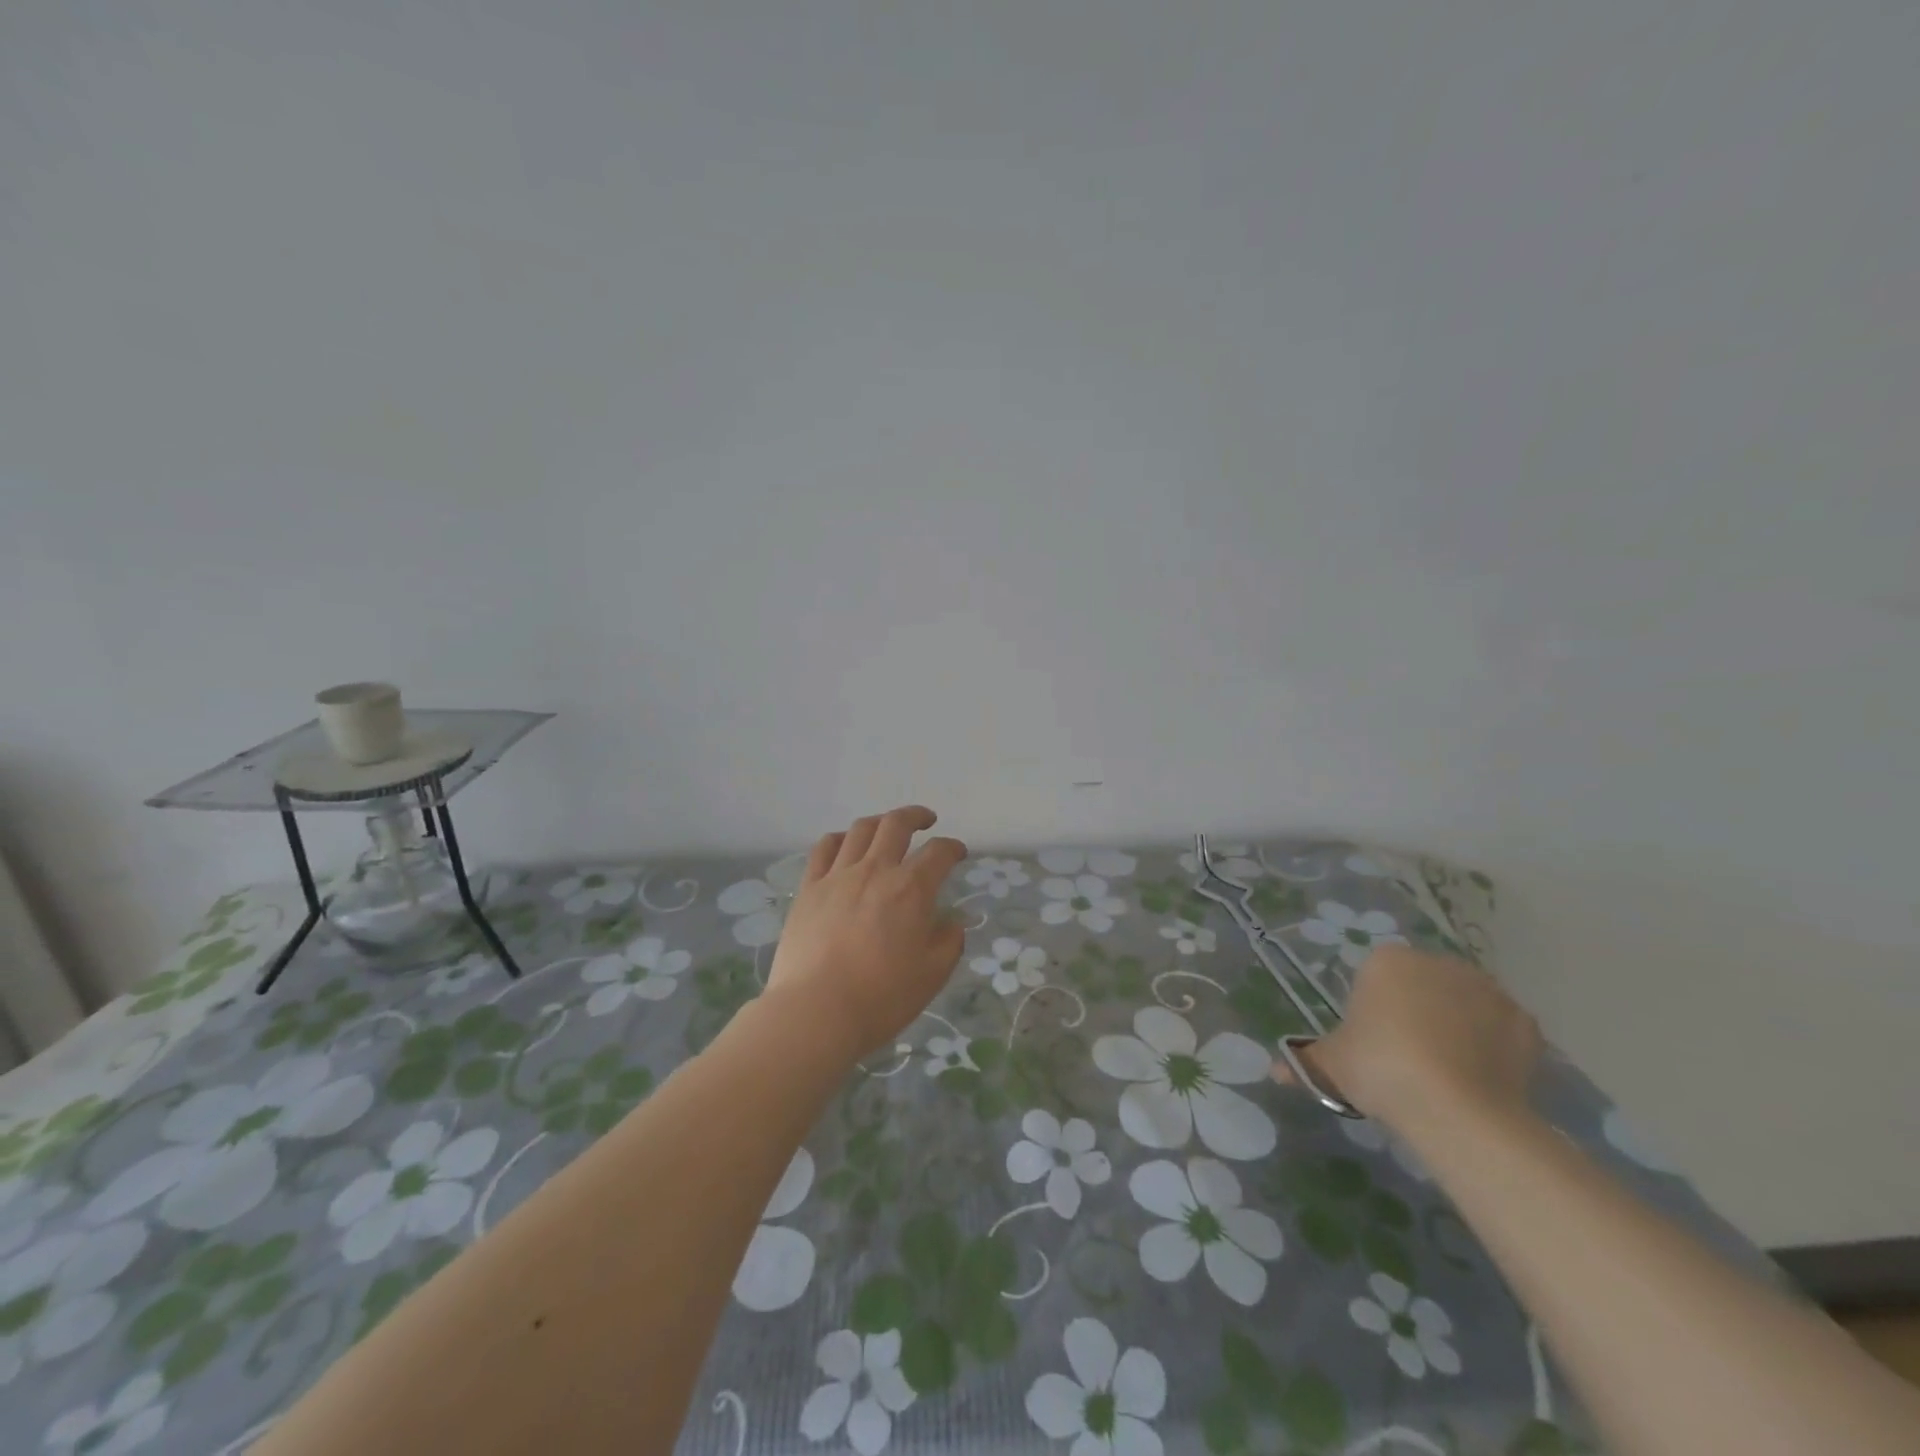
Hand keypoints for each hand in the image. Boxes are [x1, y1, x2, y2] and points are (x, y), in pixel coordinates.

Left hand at [762, 806, 968, 1060]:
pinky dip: (839, 839)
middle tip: (926, 821)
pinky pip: (824, 848)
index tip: (958, 853)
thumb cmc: (882, 997)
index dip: (953, 848)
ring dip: (879, 822)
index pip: (939, 852)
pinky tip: (844, 845)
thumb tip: (951, 921)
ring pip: (860, 830)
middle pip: (896, 824)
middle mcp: (876, 870)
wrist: (816, 1011)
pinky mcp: (809, 888)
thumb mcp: (933, 974)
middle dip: (916, 816)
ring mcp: (838, 876)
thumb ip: (949, 941)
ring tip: (886, 829)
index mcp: (911, 889)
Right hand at [1276, 944, 1543, 1134]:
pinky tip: (1480, 1076)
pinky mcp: (1525, 1023)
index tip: (1373, 1043)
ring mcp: (1487, 990)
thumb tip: (1275, 1072)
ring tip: (1447, 1071)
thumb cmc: (1382, 1069)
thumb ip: (1305, 1061)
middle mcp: (1439, 962)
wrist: (1458, 1109)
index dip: (1374, 1009)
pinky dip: (1493, 1046)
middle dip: (1417, 1011)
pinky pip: (1501, 1029)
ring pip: (1464, 1003)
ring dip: (1457, 1025)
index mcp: (1388, 960)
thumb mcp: (1331, 1065)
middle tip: (1406, 1058)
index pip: (1377, 976)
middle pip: (1423, 984)